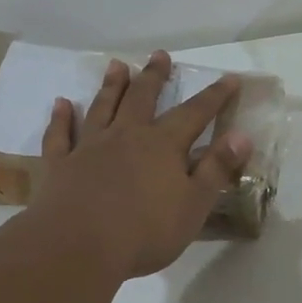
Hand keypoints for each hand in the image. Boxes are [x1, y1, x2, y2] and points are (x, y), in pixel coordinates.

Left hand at [30, 51, 253, 279]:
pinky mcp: (61, 165)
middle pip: (142, 98)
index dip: (214, 96)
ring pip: (103, 108)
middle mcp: (126, 136)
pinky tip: (61, 104)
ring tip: (117, 66)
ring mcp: (89, 147)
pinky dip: (61, 118)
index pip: (195, 114)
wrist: (78, 247)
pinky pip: (60, 135)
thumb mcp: (194, 205)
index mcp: (163, 146)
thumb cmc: (144, 232)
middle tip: (159, 55)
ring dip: (111, 86)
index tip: (229, 78)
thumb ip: (216, 169)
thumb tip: (241, 135)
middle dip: (154, 76)